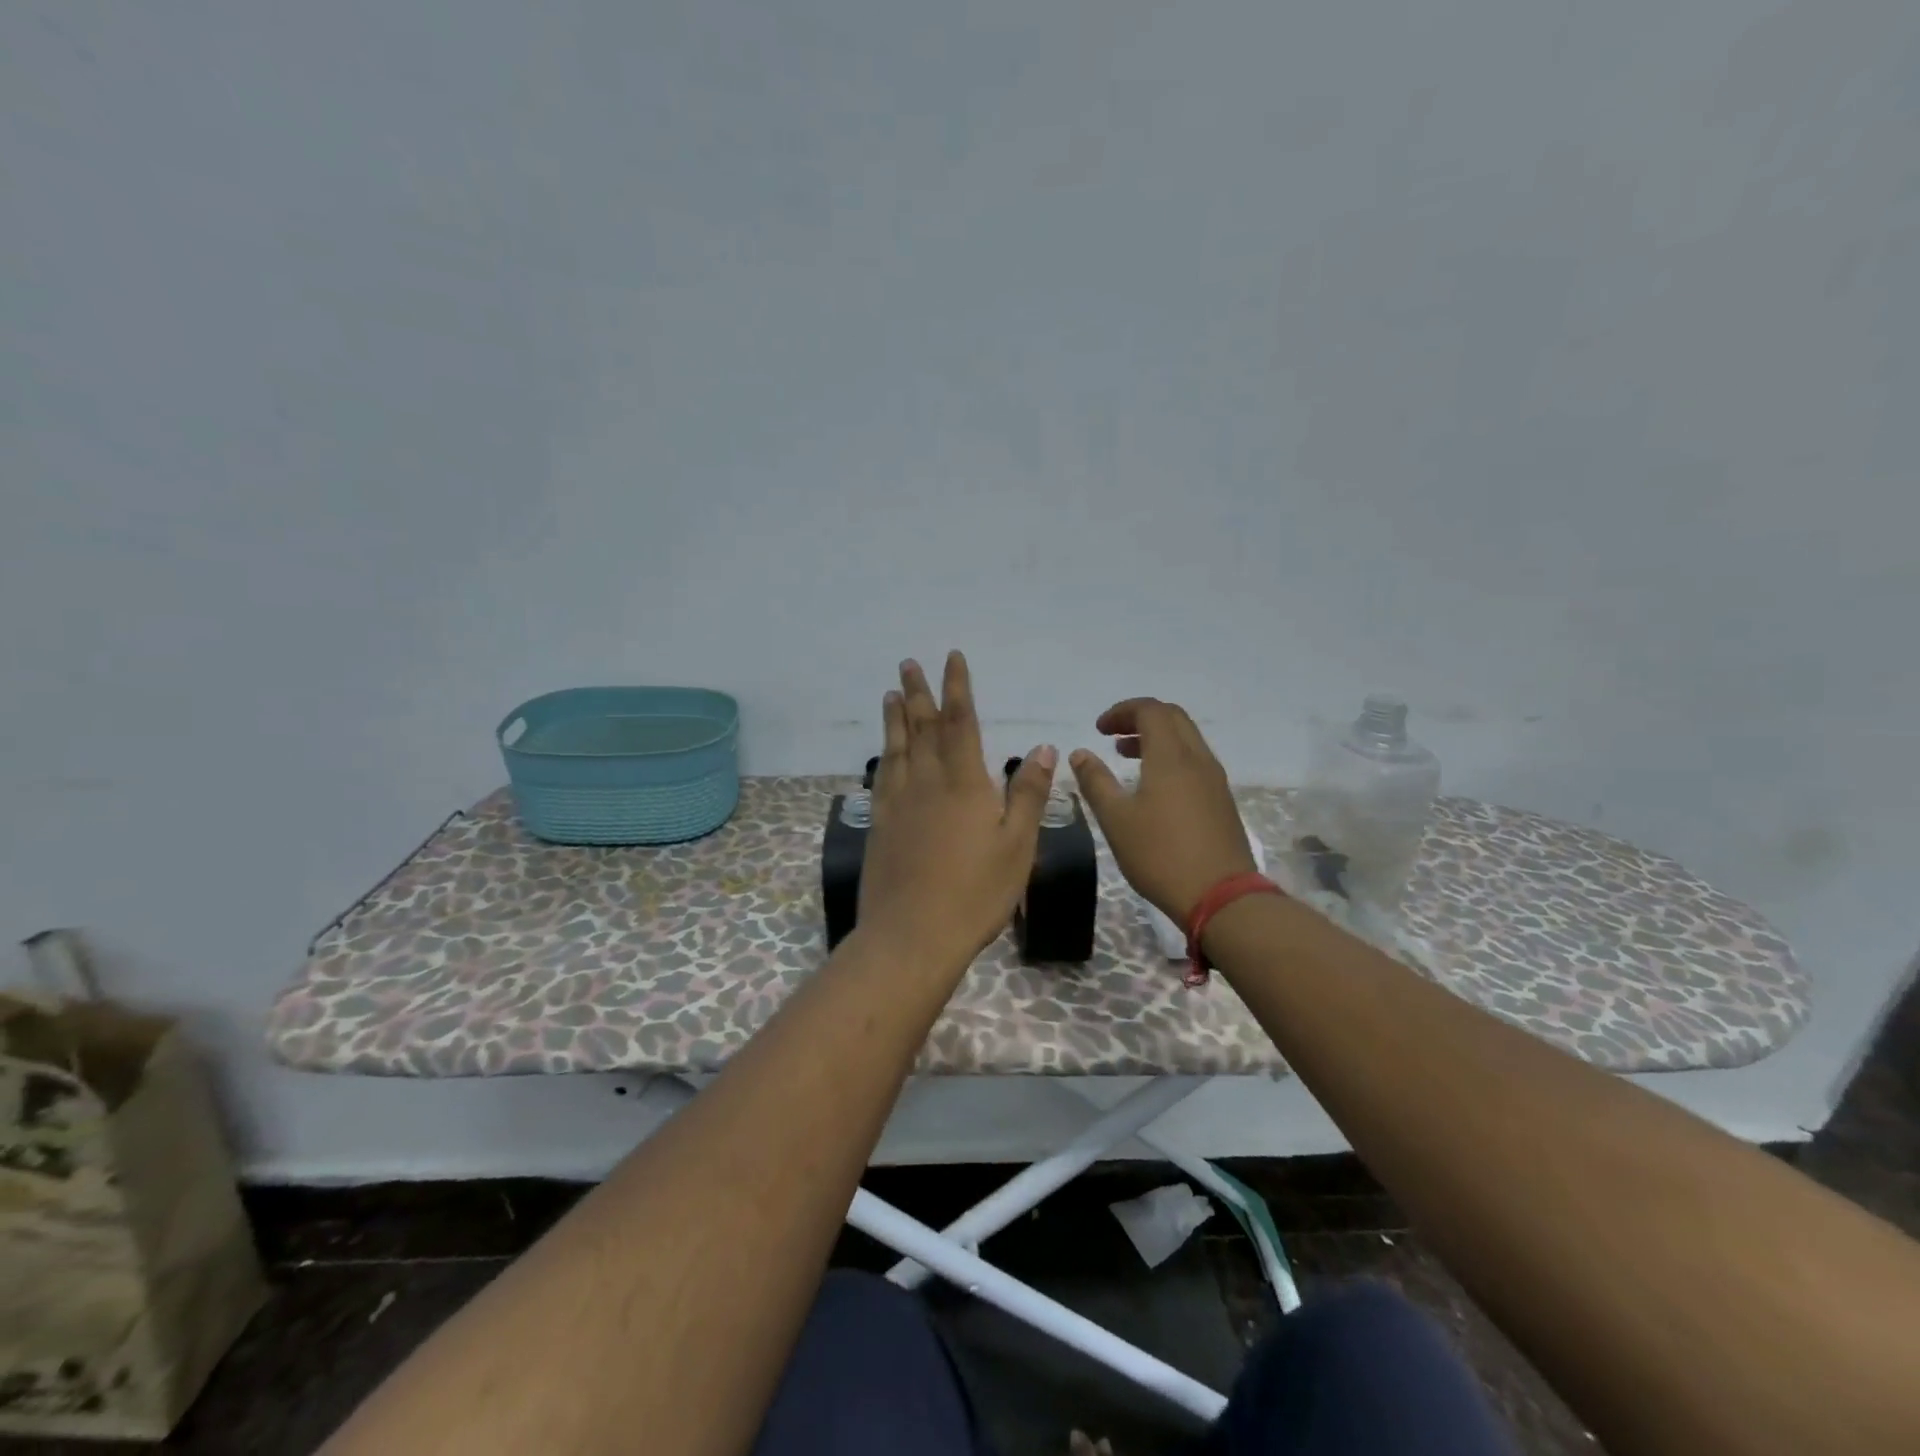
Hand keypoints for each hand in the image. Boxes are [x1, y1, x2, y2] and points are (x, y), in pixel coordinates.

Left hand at [857, 652, 1056, 972]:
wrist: (912, 936)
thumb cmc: (975, 894)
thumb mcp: (1017, 846)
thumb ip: (1027, 793)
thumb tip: (1042, 747)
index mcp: (964, 783)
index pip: (960, 722)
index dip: (957, 688)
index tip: (951, 658)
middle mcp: (927, 783)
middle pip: (922, 728)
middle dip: (918, 693)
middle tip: (908, 663)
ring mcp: (898, 804)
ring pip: (897, 749)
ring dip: (896, 718)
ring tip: (891, 694)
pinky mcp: (880, 825)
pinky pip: (882, 778)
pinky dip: (884, 756)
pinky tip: (884, 753)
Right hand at [1070, 698, 1255, 924]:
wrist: (1221, 897)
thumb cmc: (1160, 855)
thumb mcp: (1116, 819)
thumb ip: (1095, 782)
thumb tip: (1080, 753)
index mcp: (1171, 757)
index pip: (1150, 710)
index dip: (1122, 711)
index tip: (1099, 729)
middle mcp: (1198, 759)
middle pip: (1173, 718)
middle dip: (1140, 718)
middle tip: (1112, 736)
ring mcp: (1215, 780)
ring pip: (1187, 739)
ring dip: (1156, 738)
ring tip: (1127, 756)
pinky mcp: (1222, 800)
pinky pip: (1195, 761)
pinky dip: (1171, 757)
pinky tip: (1153, 785)